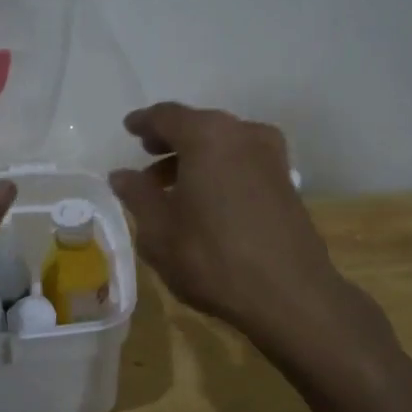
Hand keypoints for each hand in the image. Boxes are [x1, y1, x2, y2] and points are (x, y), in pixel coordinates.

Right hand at [110, 104, 355, 343]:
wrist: (290, 295)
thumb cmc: (212, 257)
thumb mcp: (159, 230)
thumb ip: (137, 195)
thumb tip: (121, 175)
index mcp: (207, 136)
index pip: (167, 116)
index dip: (144, 122)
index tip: (129, 128)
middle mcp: (243, 135)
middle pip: (199, 126)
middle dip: (171, 140)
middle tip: (147, 156)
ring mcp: (271, 157)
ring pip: (224, 145)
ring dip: (195, 159)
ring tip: (172, 188)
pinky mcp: (286, 183)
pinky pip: (243, 162)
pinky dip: (220, 170)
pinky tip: (207, 200)